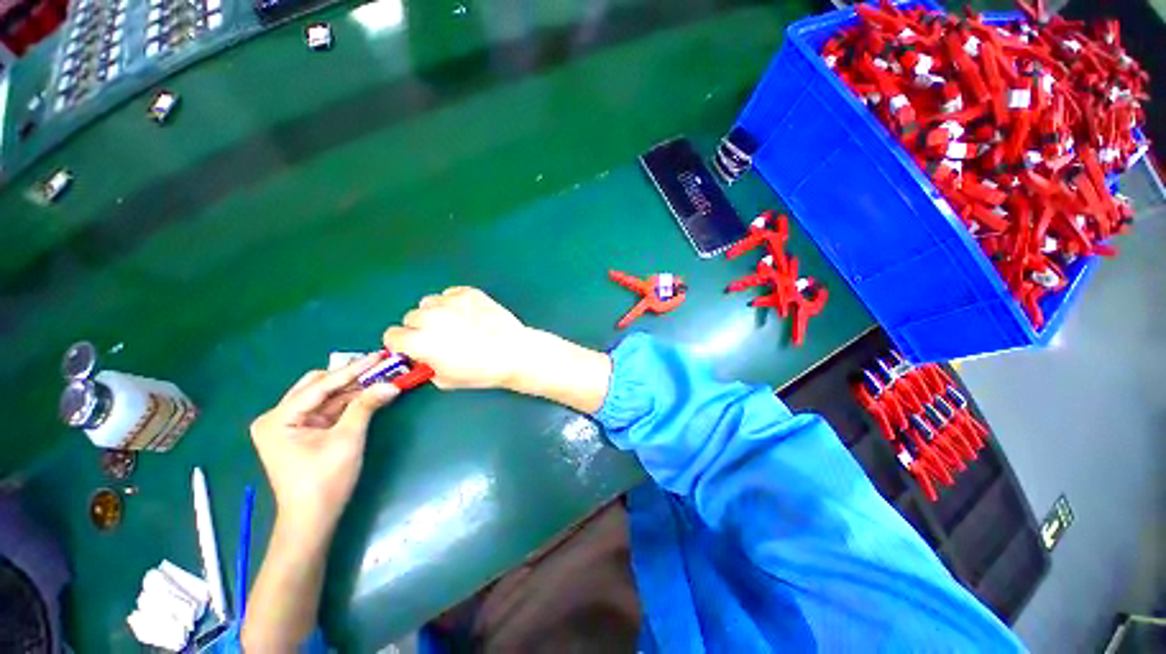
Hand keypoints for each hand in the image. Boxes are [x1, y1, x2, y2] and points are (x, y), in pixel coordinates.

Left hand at [250, 355, 397, 533]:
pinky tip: (367, 394)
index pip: (321, 385)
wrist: (313, 519)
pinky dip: (347, 402)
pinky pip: (327, 409)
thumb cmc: (325, 480)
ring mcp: (289, 425)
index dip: (353, 369)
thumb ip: (366, 406)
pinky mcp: (301, 433)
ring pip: (324, 397)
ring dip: (351, 388)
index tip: (379, 355)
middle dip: (350, 377)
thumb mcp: (348, 438)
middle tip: (380, 366)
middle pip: (318, 386)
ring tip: (379, 377)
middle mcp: (278, 417)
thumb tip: (392, 384)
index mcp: (279, 418)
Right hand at [383, 287, 532, 389]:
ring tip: (456, 325)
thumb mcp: (445, 380)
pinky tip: (468, 314)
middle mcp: (431, 317)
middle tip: (440, 338)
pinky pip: (451, 294)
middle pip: (411, 317)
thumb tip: (421, 358)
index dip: (403, 344)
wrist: (514, 353)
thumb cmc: (482, 371)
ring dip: (437, 313)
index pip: (392, 335)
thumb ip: (425, 367)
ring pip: (430, 303)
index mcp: (420, 341)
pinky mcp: (469, 293)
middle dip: (421, 328)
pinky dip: (455, 303)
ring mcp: (451, 302)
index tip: (413, 347)